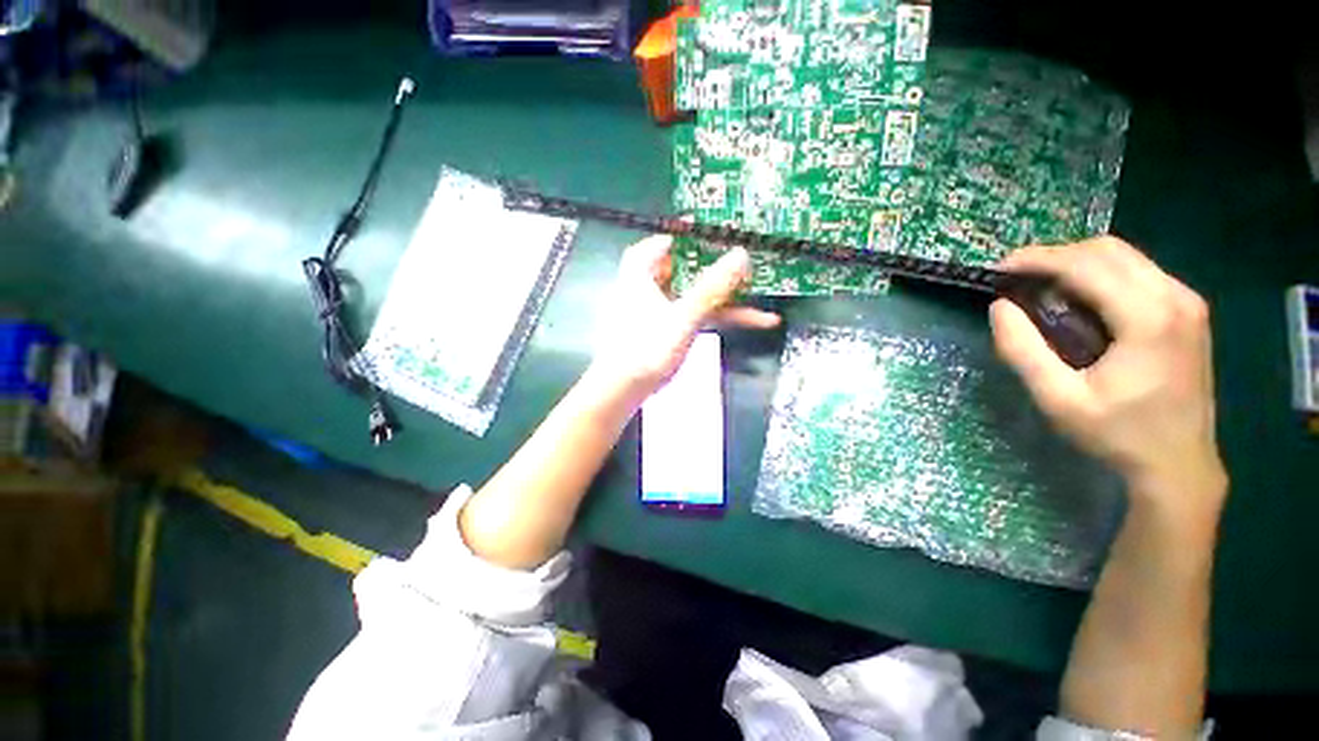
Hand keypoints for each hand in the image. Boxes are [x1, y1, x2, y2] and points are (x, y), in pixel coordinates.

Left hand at [589, 235, 779, 401]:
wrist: (622, 391)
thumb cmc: (647, 348)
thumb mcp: (684, 316)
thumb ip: (712, 288)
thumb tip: (740, 255)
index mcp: (639, 274)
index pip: (661, 242)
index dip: (686, 235)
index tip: (712, 230)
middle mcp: (645, 288)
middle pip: (684, 269)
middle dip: (717, 270)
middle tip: (743, 264)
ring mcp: (655, 310)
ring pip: (693, 295)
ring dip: (724, 300)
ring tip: (761, 302)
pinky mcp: (662, 330)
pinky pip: (691, 315)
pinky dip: (714, 317)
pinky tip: (747, 322)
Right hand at [990, 237, 1226, 514]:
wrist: (1179, 464)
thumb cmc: (1118, 434)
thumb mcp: (1058, 399)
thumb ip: (1023, 350)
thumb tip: (999, 307)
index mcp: (1148, 318)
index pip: (1086, 265)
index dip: (1037, 259)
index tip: (1000, 269)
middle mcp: (1175, 297)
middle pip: (1108, 250)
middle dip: (1055, 256)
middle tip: (1017, 278)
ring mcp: (1187, 301)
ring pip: (1125, 256)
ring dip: (1077, 262)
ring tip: (1041, 286)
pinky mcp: (1189, 311)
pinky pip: (1139, 272)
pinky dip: (1100, 274)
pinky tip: (1079, 298)